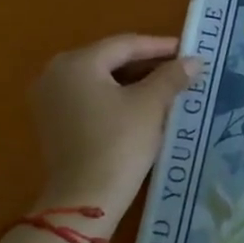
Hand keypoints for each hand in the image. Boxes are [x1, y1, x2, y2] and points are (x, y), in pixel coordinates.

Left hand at [29, 34, 200, 218]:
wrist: (85, 197)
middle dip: (147, 64)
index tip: (189, 51)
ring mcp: (49, 99)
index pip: (126, 44)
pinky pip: (90, 97)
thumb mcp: (151, 105)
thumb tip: (194, 61)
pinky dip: (116, 97)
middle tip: (180, 69)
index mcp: (77, 62)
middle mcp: (55, 73)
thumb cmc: (119, 143)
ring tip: (167, 87)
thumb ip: (172, 76)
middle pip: (110, 60)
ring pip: (100, 79)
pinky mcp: (53, 122)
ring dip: (134, 81)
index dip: (161, 46)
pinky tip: (142, 106)